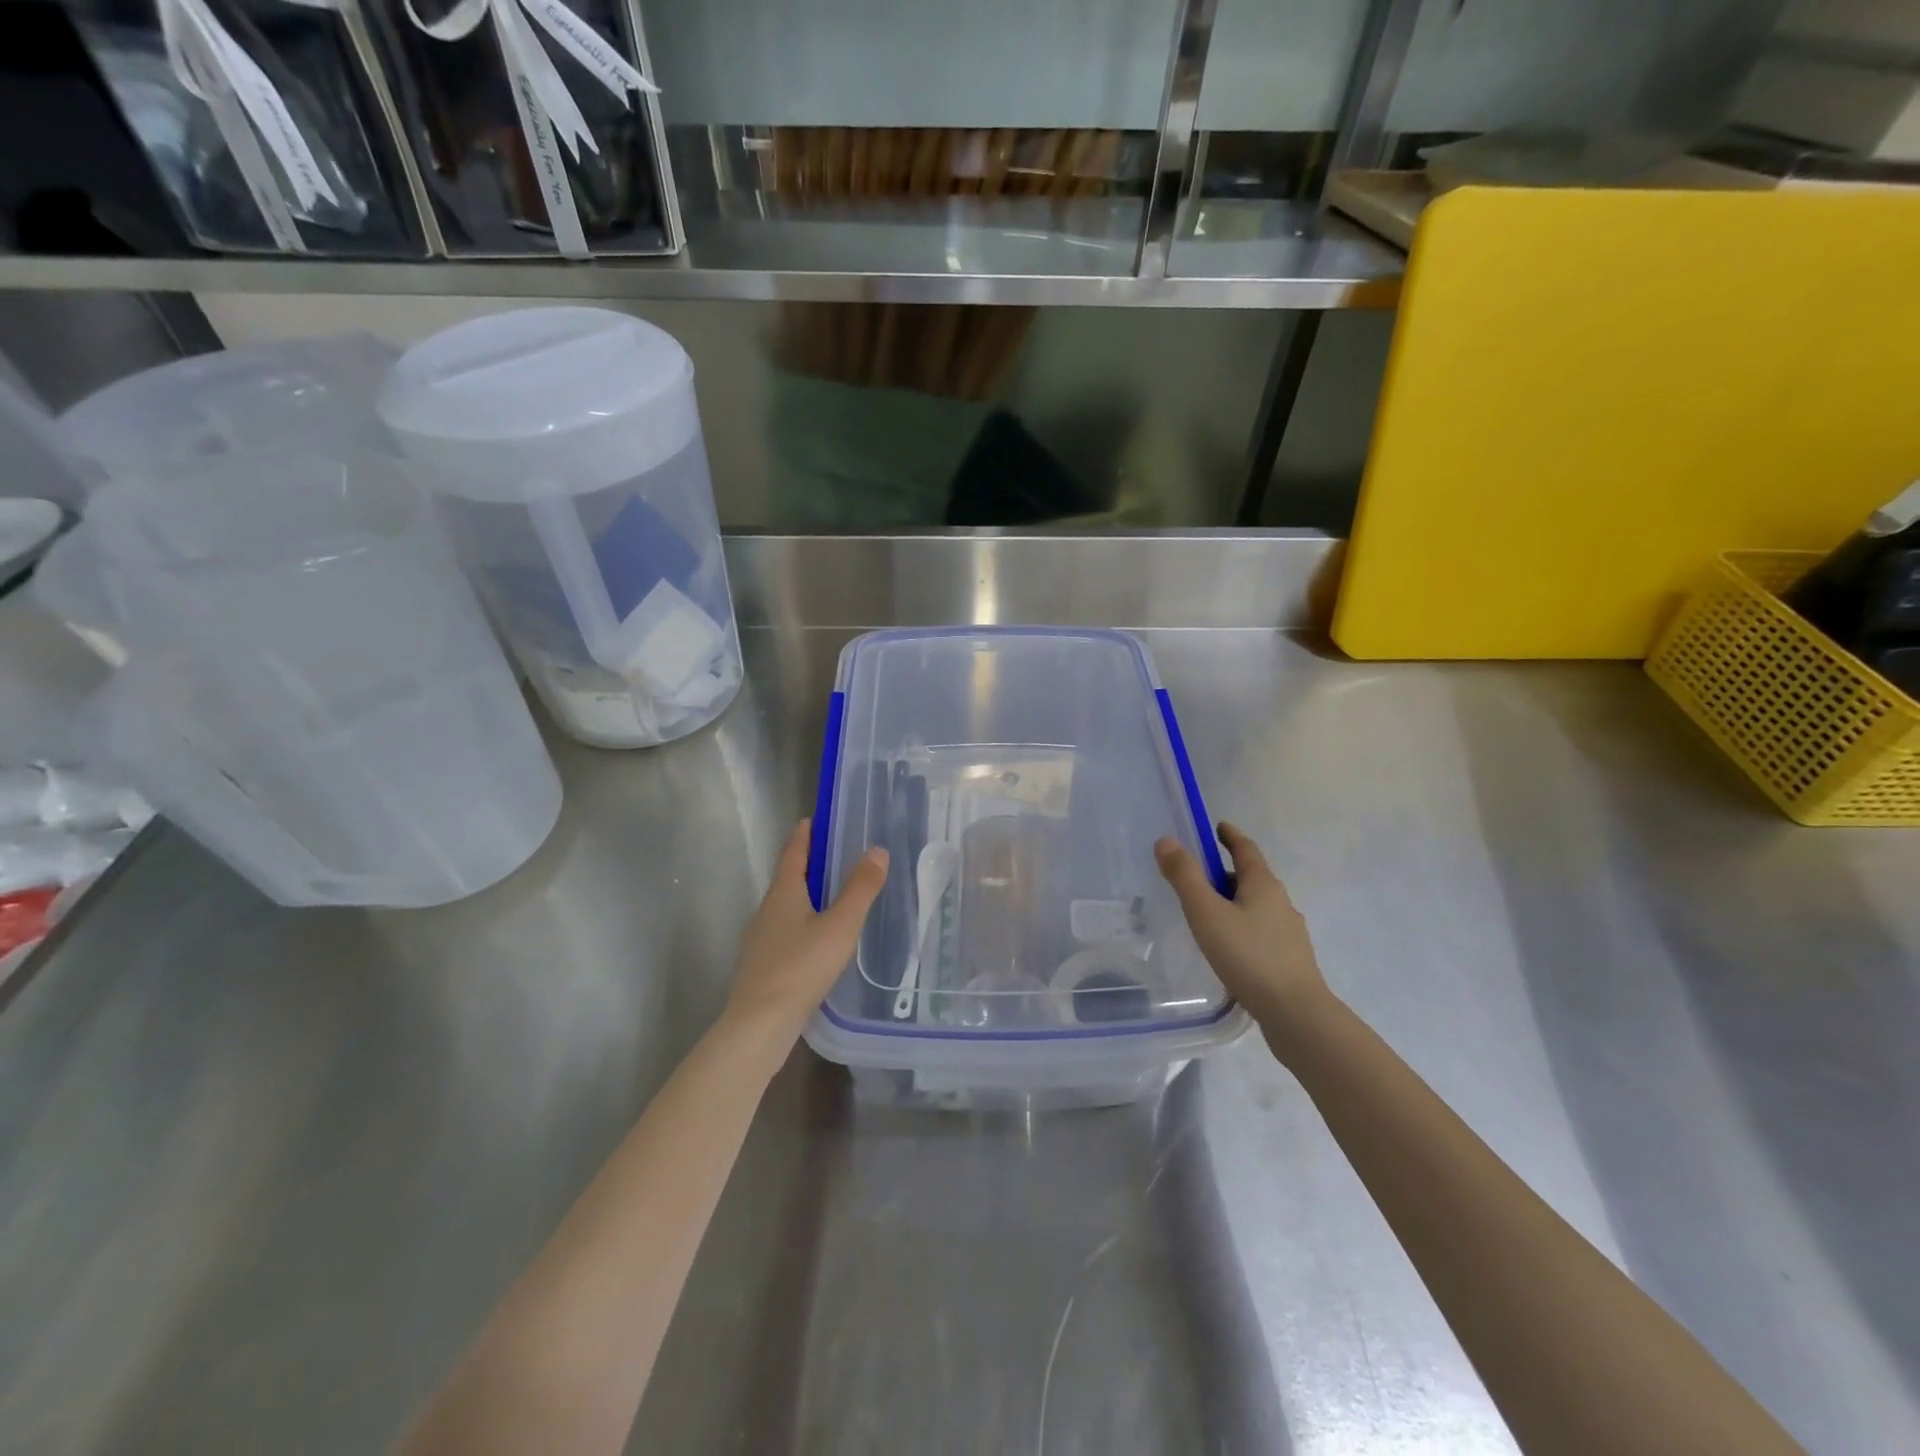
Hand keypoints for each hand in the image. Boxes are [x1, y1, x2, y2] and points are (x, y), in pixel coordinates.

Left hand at [726, 819, 888, 1041]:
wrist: (760, 1024)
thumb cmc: (801, 966)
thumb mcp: (840, 925)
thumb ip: (860, 889)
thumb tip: (877, 850)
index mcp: (783, 893)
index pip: (793, 853)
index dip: (804, 835)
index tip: (812, 820)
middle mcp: (767, 910)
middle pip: (788, 878)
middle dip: (808, 864)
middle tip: (833, 855)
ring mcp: (760, 939)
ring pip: (785, 906)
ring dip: (805, 895)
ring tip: (831, 895)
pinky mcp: (762, 964)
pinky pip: (784, 930)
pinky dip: (801, 922)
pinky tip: (817, 939)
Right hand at [1155, 822, 1331, 1057]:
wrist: (1296, 1014)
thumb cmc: (1248, 956)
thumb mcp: (1207, 913)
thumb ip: (1184, 877)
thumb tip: (1166, 840)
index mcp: (1263, 885)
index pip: (1245, 849)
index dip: (1230, 836)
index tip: (1217, 826)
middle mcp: (1281, 902)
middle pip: (1251, 877)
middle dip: (1226, 871)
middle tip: (1198, 874)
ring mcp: (1288, 932)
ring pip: (1256, 906)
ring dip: (1234, 901)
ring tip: (1207, 913)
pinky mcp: (1289, 959)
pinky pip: (1260, 931)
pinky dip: (1242, 927)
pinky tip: (1228, 947)